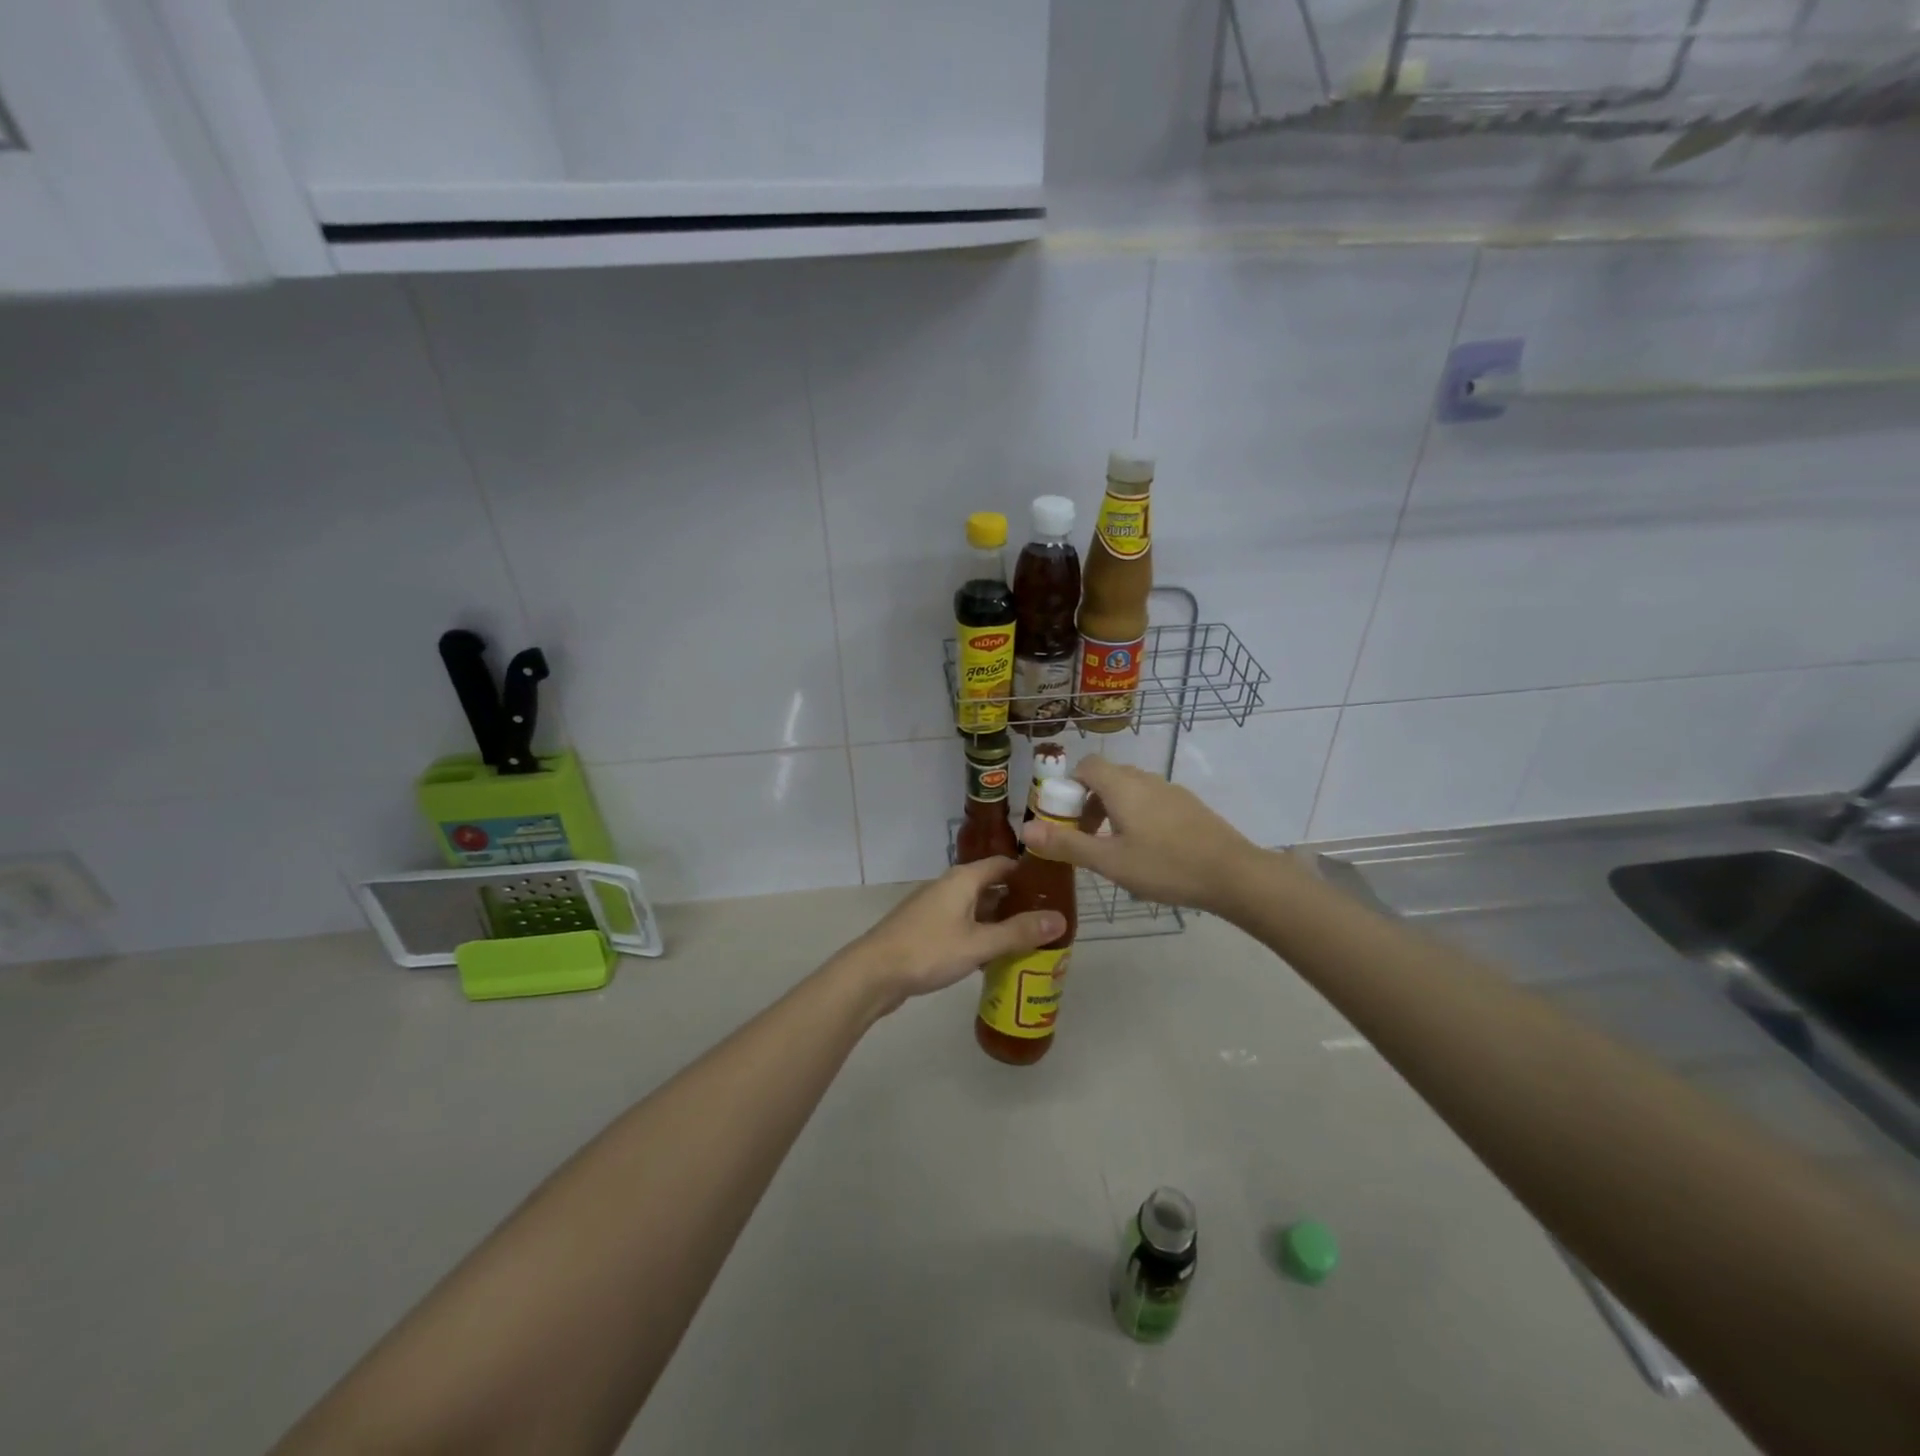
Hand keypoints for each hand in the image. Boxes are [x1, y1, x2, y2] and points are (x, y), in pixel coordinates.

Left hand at [840, 859, 1066, 1012]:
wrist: (873, 973)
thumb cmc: (929, 951)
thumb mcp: (979, 943)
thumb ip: (1019, 932)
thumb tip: (1060, 919)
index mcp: (963, 879)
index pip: (1003, 864)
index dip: (1028, 873)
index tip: (1054, 888)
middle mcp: (949, 886)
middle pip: (990, 885)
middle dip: (1017, 901)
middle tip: (1047, 919)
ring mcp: (935, 907)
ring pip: (976, 907)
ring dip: (999, 920)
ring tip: (1029, 938)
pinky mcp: (926, 928)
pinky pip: (962, 924)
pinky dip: (980, 933)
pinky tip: (994, 955)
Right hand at [1022, 755, 1267, 915]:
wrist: (1234, 874)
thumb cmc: (1165, 865)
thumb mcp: (1109, 861)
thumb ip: (1066, 844)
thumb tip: (1025, 830)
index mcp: (1122, 786)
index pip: (1086, 766)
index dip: (1069, 787)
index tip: (1065, 818)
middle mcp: (1146, 780)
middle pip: (1107, 778)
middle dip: (1089, 803)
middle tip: (1085, 839)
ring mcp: (1171, 791)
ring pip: (1131, 791)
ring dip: (1114, 812)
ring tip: (1115, 849)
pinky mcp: (1190, 807)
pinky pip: (1153, 802)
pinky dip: (1138, 817)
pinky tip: (1148, 853)